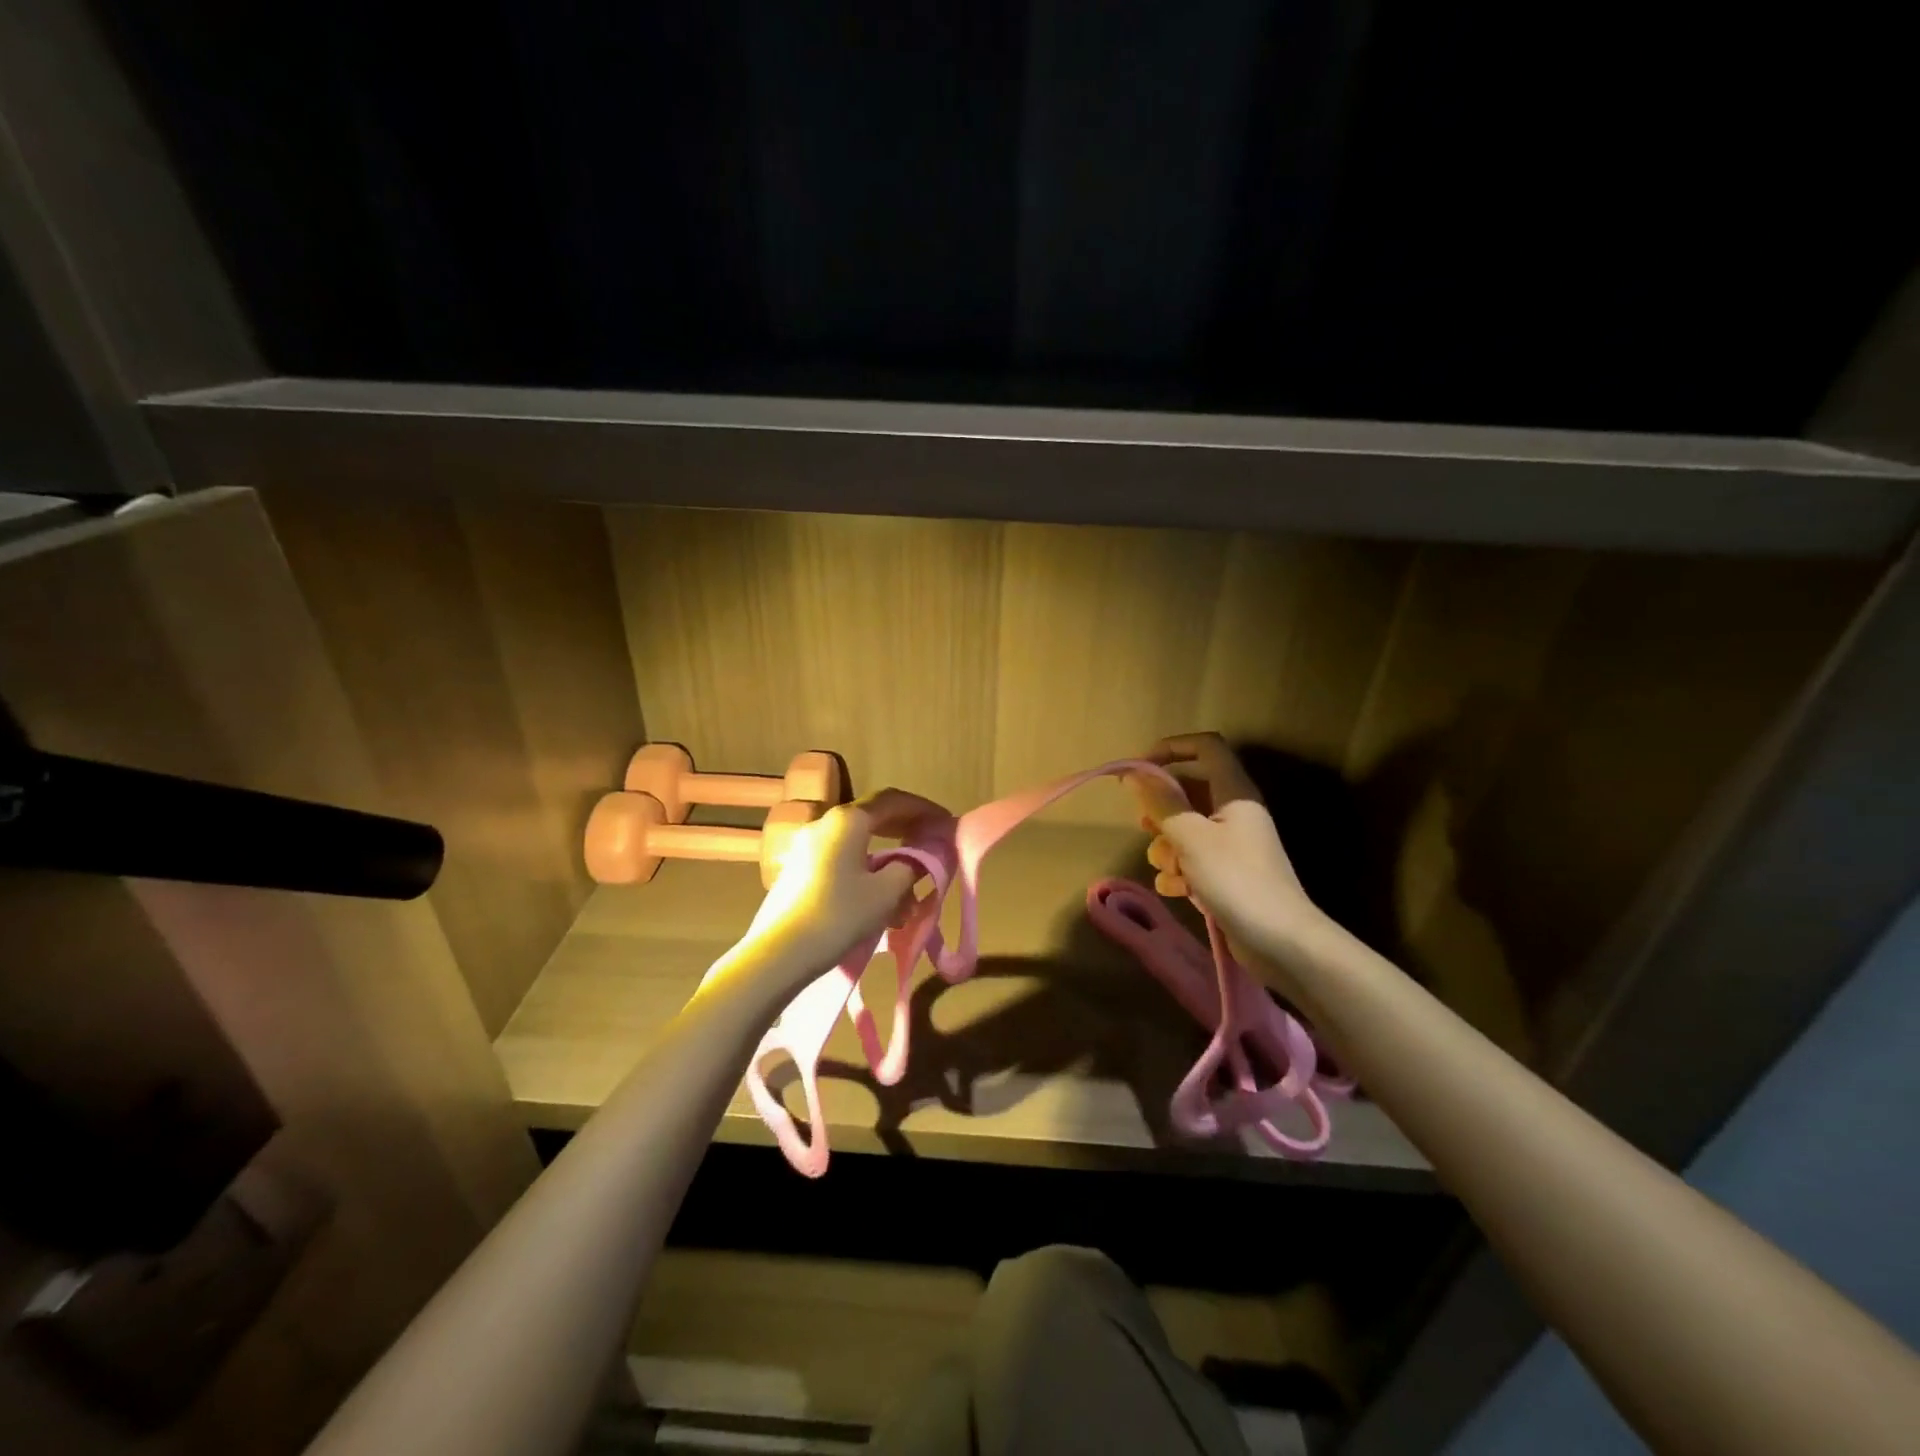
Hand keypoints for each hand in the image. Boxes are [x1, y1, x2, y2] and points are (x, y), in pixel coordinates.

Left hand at [733, 789, 949, 980]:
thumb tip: (921, 857)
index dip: (923, 809)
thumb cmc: (840, 915)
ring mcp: (808, 847)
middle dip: (906, 831)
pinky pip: (842, 860)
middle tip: (931, 844)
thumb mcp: (886, 892)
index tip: (945, 821)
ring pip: (858, 844)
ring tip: (909, 890)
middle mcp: (825, 824)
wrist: (780, 953)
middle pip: (873, 817)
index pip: (893, 801)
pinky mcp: (799, 870)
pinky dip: (867, 871)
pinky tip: (881, 901)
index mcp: (847, 820)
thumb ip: (911, 866)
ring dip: (887, 859)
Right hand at [1129, 733, 1330, 960]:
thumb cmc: (1236, 880)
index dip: (1171, 748)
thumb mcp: (1191, 838)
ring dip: (1167, 846)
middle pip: (1189, 790)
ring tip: (1167, 867)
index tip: (1139, 769)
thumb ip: (1161, 803)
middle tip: (1145, 825)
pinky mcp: (1228, 874)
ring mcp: (1232, 845)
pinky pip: (1193, 860)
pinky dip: (1180, 872)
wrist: (1281, 941)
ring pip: (1186, 829)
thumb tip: (1135, 773)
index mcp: (1234, 792)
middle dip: (1162, 809)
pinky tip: (1176, 890)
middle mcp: (1234, 812)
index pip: (1205, 747)